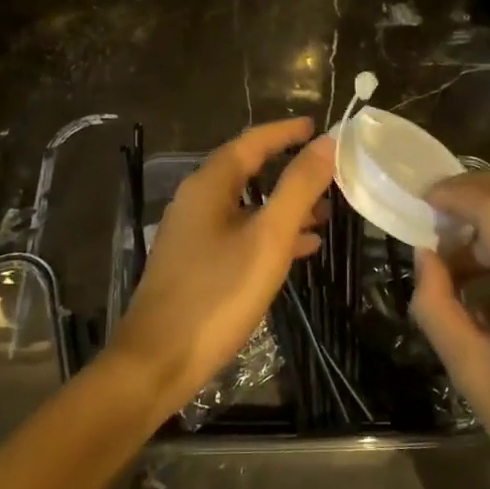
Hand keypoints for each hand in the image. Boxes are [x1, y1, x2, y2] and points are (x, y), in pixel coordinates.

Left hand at [110, 118, 336, 414]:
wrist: (158, 361)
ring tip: (327, 213)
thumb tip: (327, 143)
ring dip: (285, 206)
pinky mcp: (196, 264)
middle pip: (249, 172)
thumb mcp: (267, 238)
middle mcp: (197, 202)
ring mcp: (193, 235)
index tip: (319, 127)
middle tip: (331, 173)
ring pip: (247, 207)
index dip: (286, 132)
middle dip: (290, 171)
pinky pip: (239, 235)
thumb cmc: (217, 295)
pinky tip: (301, 249)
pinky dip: (270, 235)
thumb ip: (298, 188)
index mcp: (208, 186)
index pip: (251, 142)